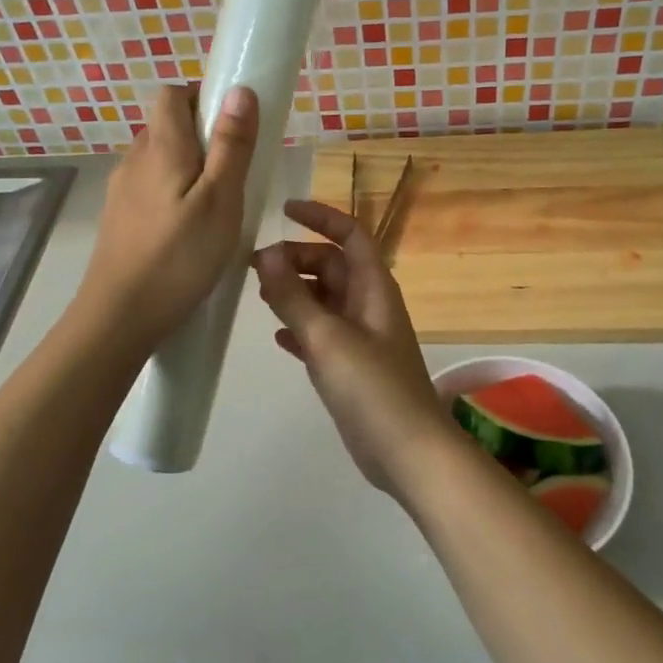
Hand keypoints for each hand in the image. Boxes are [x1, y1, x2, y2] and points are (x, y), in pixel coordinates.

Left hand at [78, 83, 257, 345]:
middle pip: (166, 126)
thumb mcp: (221, 200)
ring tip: (215, 208)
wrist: (119, 317)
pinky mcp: (118, 219)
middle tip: (234, 174)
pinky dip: (172, 195)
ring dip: (188, 169)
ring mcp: (121, 191)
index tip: (232, 129)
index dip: (202, 99)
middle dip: (202, 137)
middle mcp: (135, 160)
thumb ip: (231, 145)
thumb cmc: (179, 257)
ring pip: (158, 160)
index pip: (172, 94)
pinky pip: (149, 189)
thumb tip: (239, 89)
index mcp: (161, 147)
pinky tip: (188, 232)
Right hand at [252, 200, 461, 494]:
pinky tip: (277, 337)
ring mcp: (360, 337)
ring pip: (324, 300)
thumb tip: (266, 252)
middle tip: (254, 266)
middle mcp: (368, 305)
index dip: (320, 217)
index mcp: (373, 287)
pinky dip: (300, 328)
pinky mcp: (351, 367)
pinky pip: (321, 334)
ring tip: (259, 294)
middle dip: (297, 258)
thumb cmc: (372, 387)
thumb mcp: (328, 337)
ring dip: (295, 292)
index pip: (350, 235)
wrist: (407, 452)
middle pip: (331, 266)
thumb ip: (294, 295)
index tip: (283, 210)